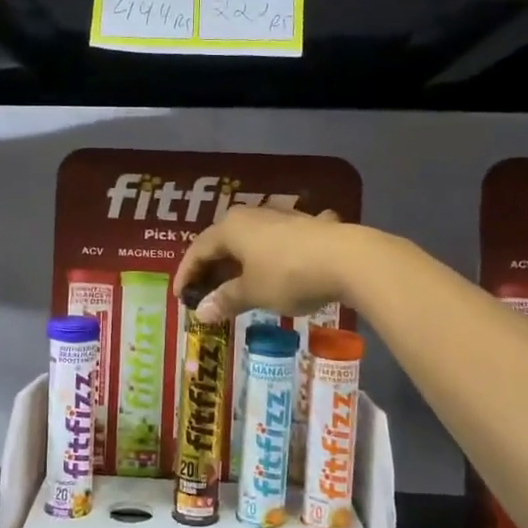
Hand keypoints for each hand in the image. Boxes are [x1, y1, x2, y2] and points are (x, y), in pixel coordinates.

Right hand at [173, 205, 355, 321]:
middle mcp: (252, 216)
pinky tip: (281, 267)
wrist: (348, 259)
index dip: (186, 274)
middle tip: (205, 293)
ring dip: (241, 262)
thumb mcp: (253, 292)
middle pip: (223, 242)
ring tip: (238, 284)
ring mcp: (282, 218)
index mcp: (230, 228)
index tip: (180, 298)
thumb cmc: (288, 275)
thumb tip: (200, 312)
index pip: (198, 250)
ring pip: (251, 240)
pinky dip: (271, 257)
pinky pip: (278, 243)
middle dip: (213, 268)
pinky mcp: (308, 226)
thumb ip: (225, 300)